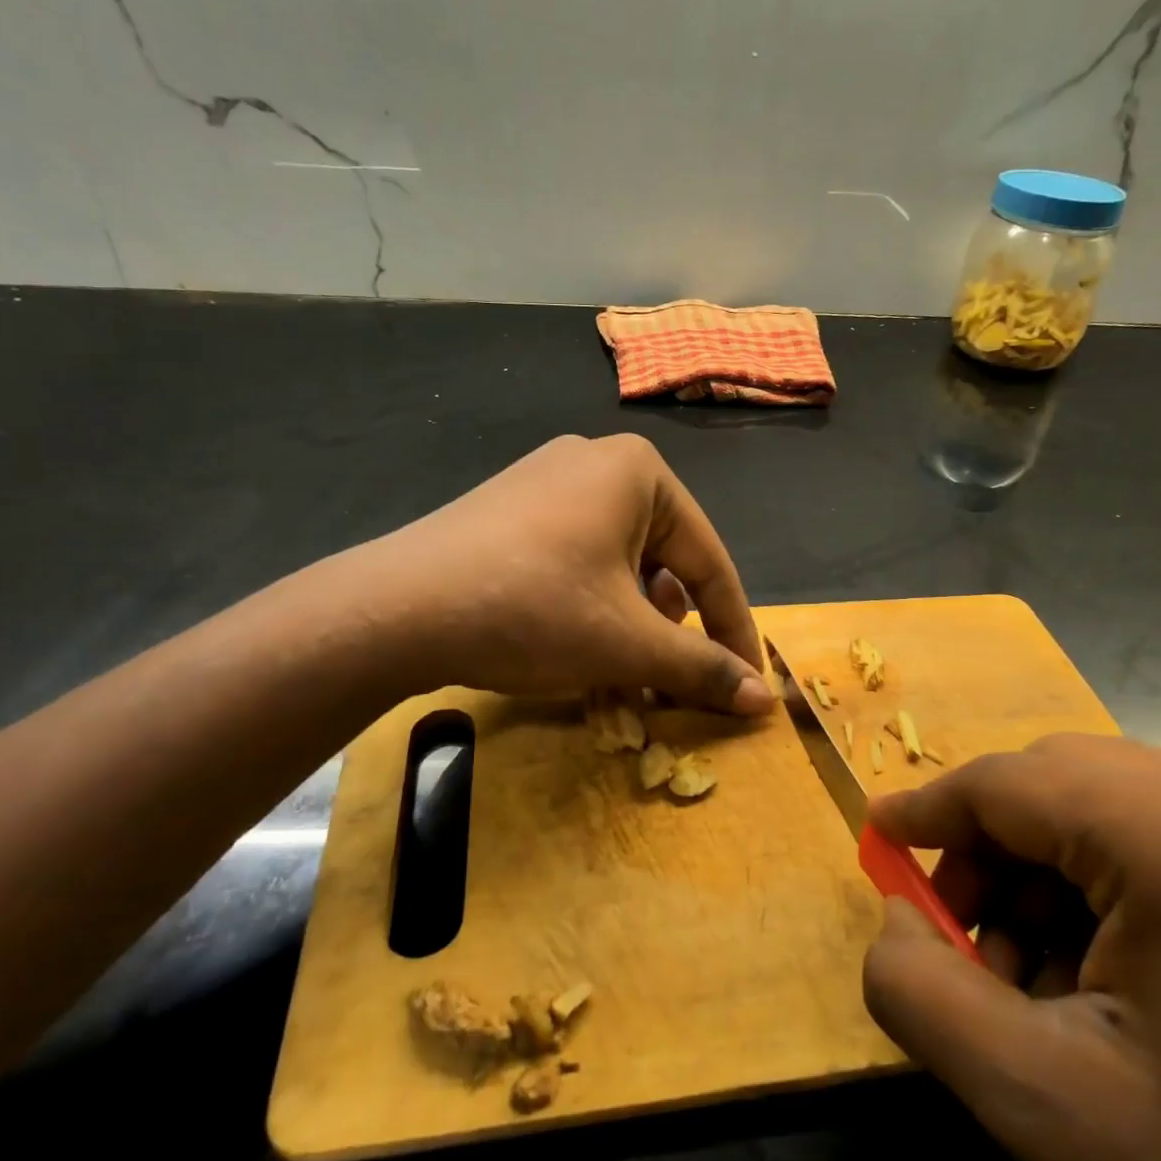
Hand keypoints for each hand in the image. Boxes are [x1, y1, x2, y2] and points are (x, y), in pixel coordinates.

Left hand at [363, 433, 771, 712]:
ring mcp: (546, 478)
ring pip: (618, 560)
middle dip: (672, 625)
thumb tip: (764, 700)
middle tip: (668, 679)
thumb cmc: (533, 609)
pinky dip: (590, 601)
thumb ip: (702, 668)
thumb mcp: (627, 642)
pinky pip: (576, 554)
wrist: (396, 608)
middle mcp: (596, 460)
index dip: (733, 629)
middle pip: (663, 558)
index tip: (747, 683)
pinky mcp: (510, 506)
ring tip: (619, 665)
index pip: (709, 561)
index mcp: (639, 471)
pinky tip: (574, 639)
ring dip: (631, 618)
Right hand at [861, 735, 1160, 1160]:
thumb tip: (898, 916)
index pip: (1011, 781)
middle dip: (993, 855)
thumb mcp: (1054, 1109)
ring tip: (1040, 982)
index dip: (930, 807)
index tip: (879, 835)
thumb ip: (923, 993)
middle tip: (965, 942)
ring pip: (1114, 811)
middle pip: (1063, 786)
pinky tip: (1116, 980)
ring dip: (1050, 879)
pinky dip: (1116, 892)